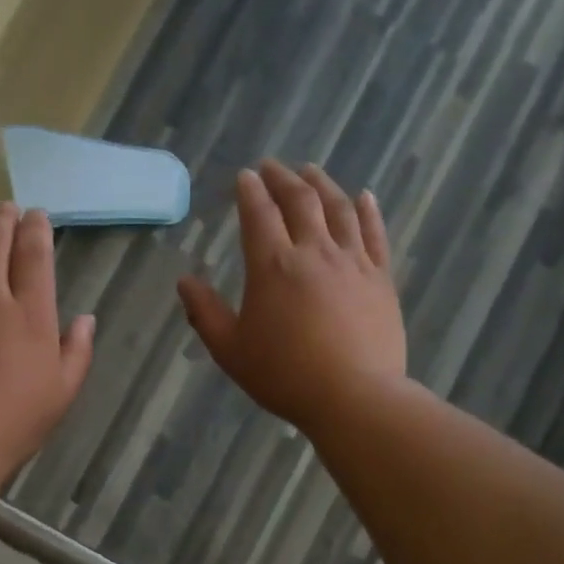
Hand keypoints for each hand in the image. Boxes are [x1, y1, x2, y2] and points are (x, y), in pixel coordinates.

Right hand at [178, 161, 406, 433]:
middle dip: (283, 178)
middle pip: (300, 201)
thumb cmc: (284, 376)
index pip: (258, 214)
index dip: (250, 191)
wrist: (354, 397)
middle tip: (273, 166)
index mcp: (272, 267)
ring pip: (338, 208)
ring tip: (311, 170)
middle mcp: (313, 252)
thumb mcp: (230, 350)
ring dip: (322, 184)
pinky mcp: (380, 278)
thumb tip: (183, 281)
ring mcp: (352, 262)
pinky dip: (368, 210)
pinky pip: (375, 233)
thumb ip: (205, 313)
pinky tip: (364, 196)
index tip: (245, 176)